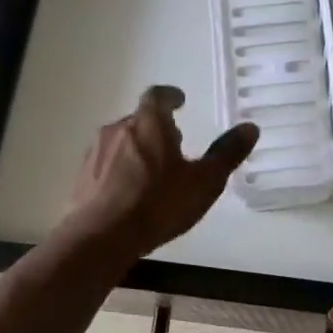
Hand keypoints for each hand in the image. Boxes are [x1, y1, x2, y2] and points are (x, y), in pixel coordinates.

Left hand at [63, 86, 258, 256]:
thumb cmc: (158, 204)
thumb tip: (250, 127)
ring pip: (122, 141)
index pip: (158, 95)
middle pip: (139, 119)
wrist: (101, 237)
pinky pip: (107, 164)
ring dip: (138, 149)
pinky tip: (132, 193)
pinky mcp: (82, 177)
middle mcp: (118, 129)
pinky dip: (121, 170)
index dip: (170, 96)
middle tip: (175, 144)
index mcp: (149, 123)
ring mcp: (96, 152)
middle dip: (157, 127)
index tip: (180, 101)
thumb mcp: (204, 181)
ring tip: (155, 172)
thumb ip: (226, 153)